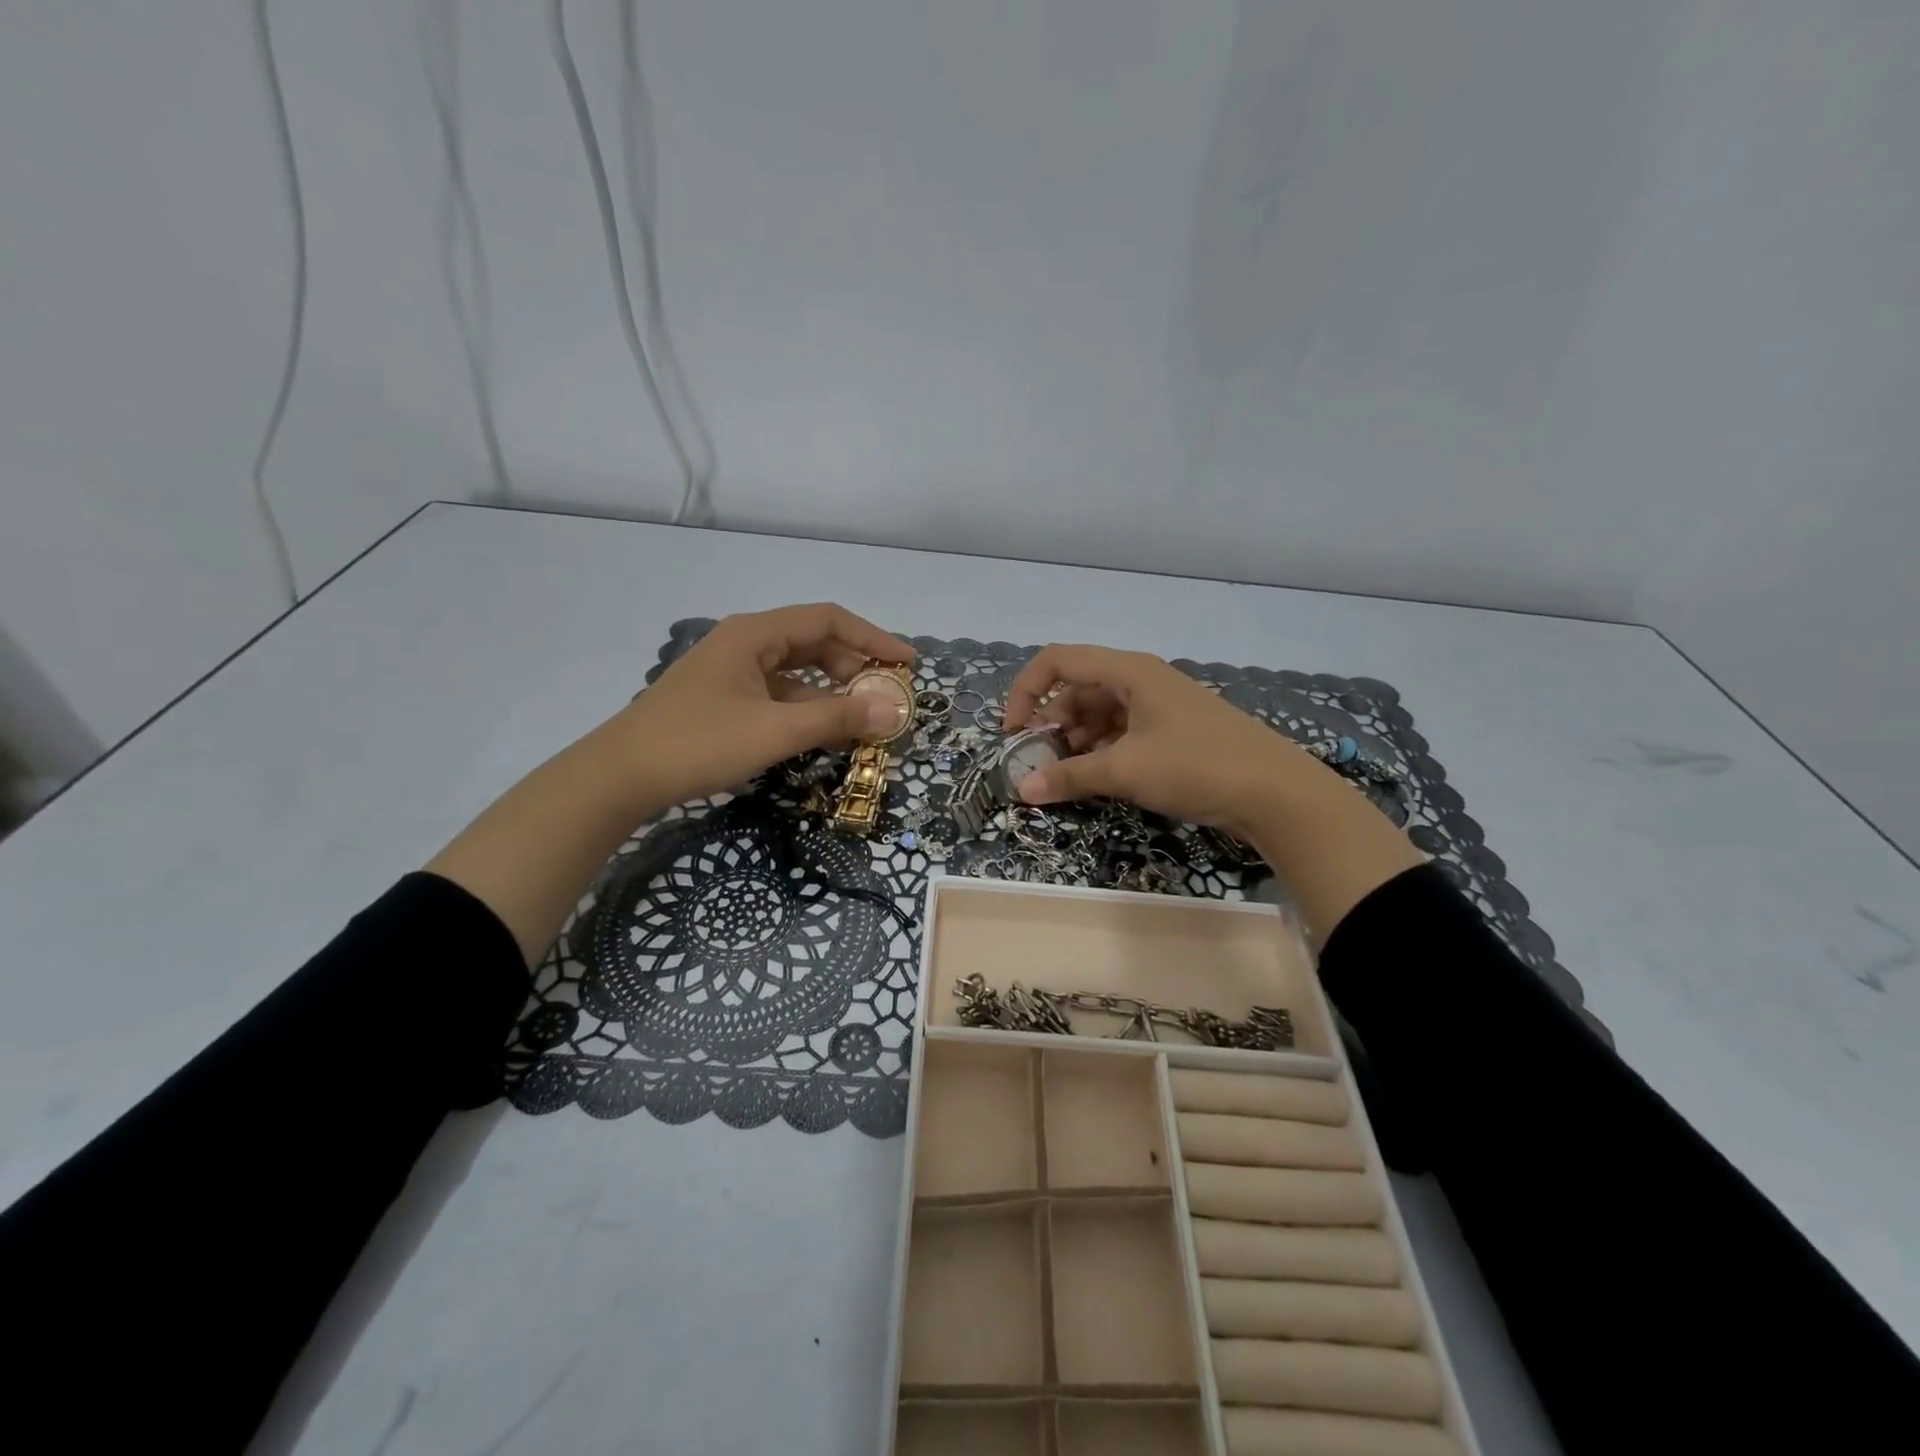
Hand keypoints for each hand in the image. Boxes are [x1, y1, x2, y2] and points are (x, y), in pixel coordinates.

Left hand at [614, 603, 913, 808]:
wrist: (619, 777)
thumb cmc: (699, 743)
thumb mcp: (775, 730)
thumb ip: (837, 718)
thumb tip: (894, 711)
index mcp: (755, 633)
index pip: (828, 620)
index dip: (873, 638)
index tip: (907, 663)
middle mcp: (744, 643)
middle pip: (813, 643)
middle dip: (854, 667)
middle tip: (886, 696)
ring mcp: (731, 673)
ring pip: (795, 673)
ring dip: (831, 692)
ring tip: (863, 719)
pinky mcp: (723, 700)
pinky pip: (777, 695)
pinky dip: (805, 709)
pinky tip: (822, 733)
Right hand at [1002, 644, 1422, 939]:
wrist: (1278, 793)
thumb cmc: (1196, 766)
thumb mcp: (1126, 770)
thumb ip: (1070, 777)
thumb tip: (1022, 790)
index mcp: (1128, 671)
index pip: (1057, 661)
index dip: (1026, 691)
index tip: (1013, 734)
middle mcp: (1141, 680)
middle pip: (1077, 689)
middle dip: (1051, 724)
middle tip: (1040, 764)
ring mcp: (1159, 706)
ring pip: (1099, 714)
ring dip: (1076, 742)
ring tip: (1068, 777)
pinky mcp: (1173, 732)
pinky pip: (1122, 732)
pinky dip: (1102, 752)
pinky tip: (1099, 779)